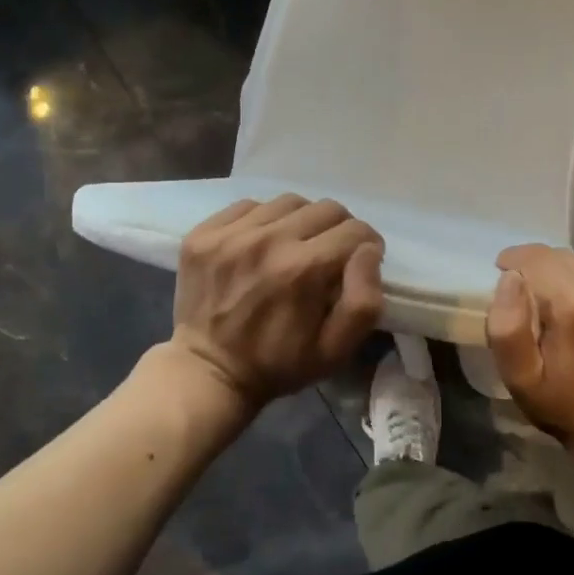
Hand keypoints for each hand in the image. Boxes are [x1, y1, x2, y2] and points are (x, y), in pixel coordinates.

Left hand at [170, 195, 384, 409]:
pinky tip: (261, 244)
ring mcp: (231, 234)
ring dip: (301, 221)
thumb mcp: (336, 350)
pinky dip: (263, 220)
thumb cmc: (279, 364)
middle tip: (330, 253)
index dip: (367, 245)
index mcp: (304, 269)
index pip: (355, 231)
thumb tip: (368, 251)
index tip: (358, 261)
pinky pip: (249, 206)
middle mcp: (269, 240)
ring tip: (295, 246)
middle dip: (338, 229)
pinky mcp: (204, 233)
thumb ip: (364, 301)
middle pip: (326, 208)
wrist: (208, 372)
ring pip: (289, 202)